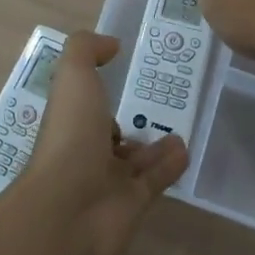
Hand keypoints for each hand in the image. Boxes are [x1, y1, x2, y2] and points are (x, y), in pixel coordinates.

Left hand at [15, 31, 187, 254]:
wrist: (69, 209)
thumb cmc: (70, 134)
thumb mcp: (73, 75)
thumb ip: (87, 49)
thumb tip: (111, 45)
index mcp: (68, 117)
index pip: (83, 100)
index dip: (98, 87)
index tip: (123, 69)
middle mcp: (85, 147)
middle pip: (109, 131)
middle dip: (127, 120)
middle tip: (158, 104)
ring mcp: (107, 179)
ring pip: (134, 158)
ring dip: (154, 146)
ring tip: (179, 129)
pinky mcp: (132, 204)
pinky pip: (154, 180)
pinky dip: (169, 166)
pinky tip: (185, 150)